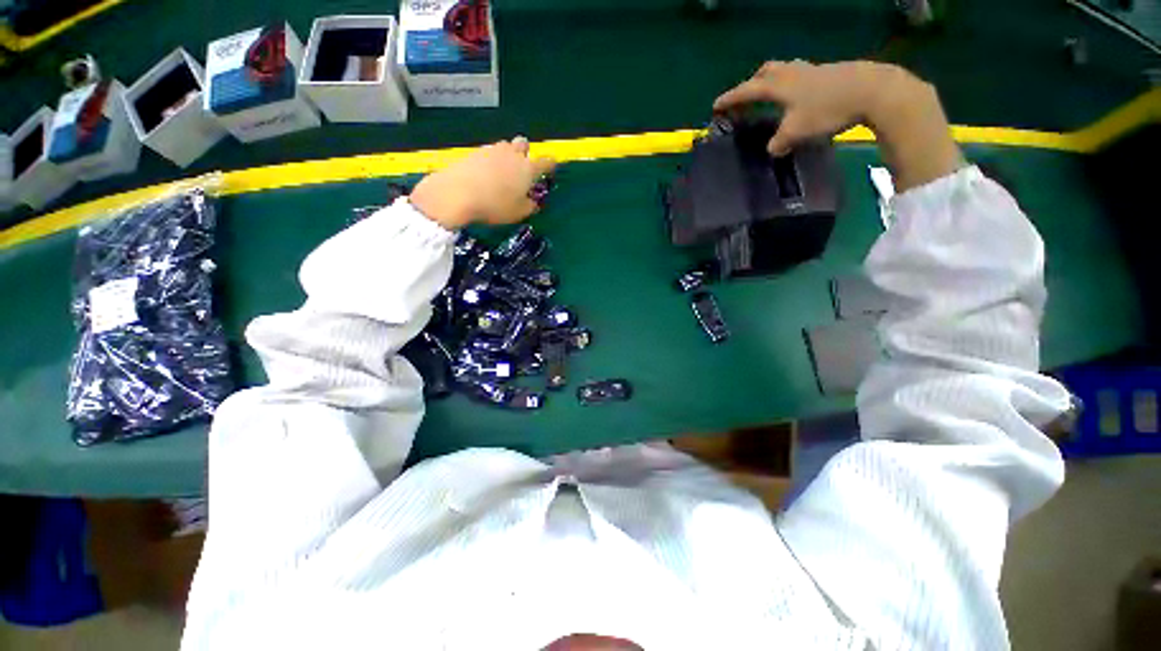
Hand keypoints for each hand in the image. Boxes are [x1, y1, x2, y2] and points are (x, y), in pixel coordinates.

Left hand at [410, 137, 555, 229]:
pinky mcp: (474, 152)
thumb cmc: (495, 205)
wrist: (458, 193)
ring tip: (503, 172)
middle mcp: (512, 154)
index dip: (551, 164)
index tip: (553, 166)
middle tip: (523, 166)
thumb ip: (530, 206)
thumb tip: (533, 202)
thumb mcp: (518, 213)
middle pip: (523, 144)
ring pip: (505, 147)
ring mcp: (492, 150)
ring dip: (508, 155)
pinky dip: (491, 161)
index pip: (546, 162)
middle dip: (526, 152)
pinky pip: (489, 153)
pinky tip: (486, 174)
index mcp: (528, 168)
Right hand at [714, 60, 898, 155]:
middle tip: (745, 98)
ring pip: (784, 70)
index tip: (715, 107)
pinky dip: (790, 85)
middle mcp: (792, 73)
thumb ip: (779, 142)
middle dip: (751, 83)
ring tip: (770, 97)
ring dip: (772, 81)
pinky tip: (797, 98)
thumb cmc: (827, 109)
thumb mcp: (797, 131)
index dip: (730, 99)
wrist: (871, 90)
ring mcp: (811, 70)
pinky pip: (800, 75)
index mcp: (779, 85)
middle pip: (765, 71)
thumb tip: (773, 149)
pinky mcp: (827, 73)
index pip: (747, 91)